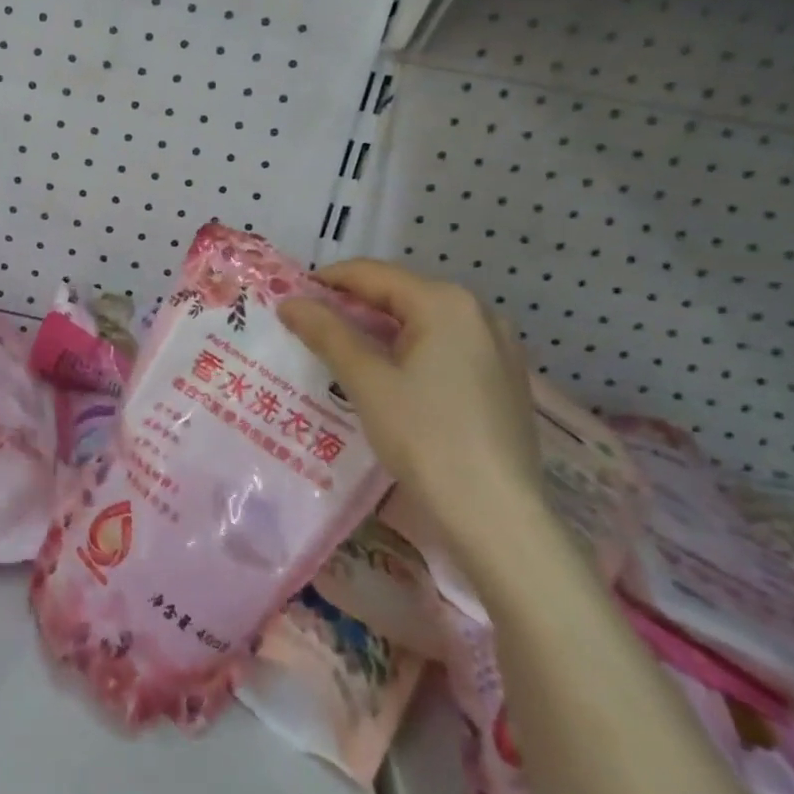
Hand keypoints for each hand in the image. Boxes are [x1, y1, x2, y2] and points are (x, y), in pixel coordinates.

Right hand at [280, 260, 546, 573]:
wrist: (499, 519)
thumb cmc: (427, 438)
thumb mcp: (367, 381)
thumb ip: (326, 333)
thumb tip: (289, 301)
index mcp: (445, 303)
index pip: (372, 274)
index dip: (326, 281)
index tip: (291, 297)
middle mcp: (478, 312)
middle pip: (400, 294)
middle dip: (352, 307)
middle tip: (310, 328)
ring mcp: (499, 346)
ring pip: (423, 322)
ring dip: (379, 331)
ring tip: (341, 353)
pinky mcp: (505, 379)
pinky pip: (446, 346)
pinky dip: (410, 351)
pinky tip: (388, 378)